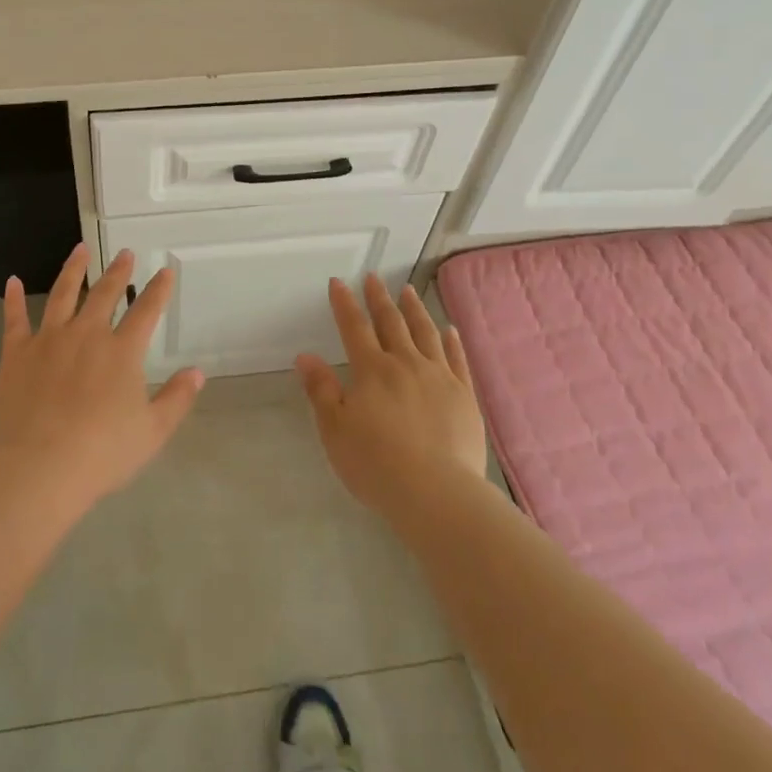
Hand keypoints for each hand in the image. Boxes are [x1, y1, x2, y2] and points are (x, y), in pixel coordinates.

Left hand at [0, 244, 204, 505]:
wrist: (42, 467)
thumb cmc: (103, 453)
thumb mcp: (153, 431)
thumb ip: (177, 398)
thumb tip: (197, 372)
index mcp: (123, 351)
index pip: (147, 311)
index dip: (158, 290)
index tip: (165, 271)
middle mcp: (87, 334)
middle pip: (105, 294)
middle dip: (118, 272)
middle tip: (125, 253)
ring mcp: (49, 340)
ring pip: (62, 294)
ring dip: (73, 270)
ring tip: (81, 250)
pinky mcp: (17, 354)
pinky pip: (15, 319)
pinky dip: (13, 299)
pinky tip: (12, 282)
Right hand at [296, 275, 484, 517]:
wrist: (436, 493)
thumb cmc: (376, 464)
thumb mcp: (335, 430)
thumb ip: (321, 390)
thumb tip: (306, 356)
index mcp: (372, 370)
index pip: (354, 328)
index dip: (345, 304)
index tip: (339, 282)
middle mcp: (406, 364)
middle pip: (391, 323)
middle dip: (379, 298)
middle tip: (374, 277)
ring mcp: (439, 377)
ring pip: (426, 333)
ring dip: (415, 310)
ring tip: (408, 291)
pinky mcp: (465, 396)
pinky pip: (457, 359)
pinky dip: (451, 341)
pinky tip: (449, 329)